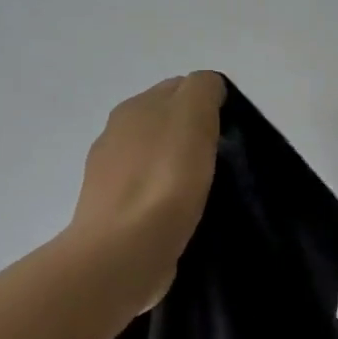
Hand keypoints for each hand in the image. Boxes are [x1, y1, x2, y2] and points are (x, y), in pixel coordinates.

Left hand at [70, 72, 226, 311]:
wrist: (124, 250)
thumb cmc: (166, 177)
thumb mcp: (194, 113)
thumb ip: (203, 89)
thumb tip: (208, 90)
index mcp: (134, 106)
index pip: (179, 88)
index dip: (207, 104)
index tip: (229, 131)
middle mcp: (115, 134)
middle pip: (165, 123)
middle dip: (192, 136)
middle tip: (221, 160)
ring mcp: (108, 176)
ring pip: (156, 159)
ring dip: (177, 168)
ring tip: (204, 191)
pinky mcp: (112, 214)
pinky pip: (148, 194)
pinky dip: (165, 199)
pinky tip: (181, 215)